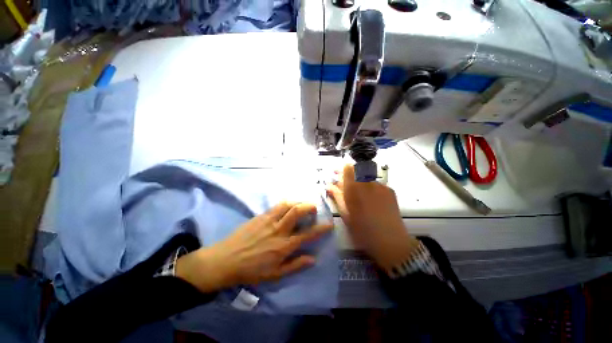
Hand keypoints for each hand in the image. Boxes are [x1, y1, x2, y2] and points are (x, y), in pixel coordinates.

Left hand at [176, 202, 332, 292]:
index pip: (308, 234)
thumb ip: (295, 265)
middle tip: (314, 208)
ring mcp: (269, 220)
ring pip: (287, 205)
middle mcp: (279, 230)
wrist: (226, 260)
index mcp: (284, 246)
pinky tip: (287, 206)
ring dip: (297, 202)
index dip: (321, 228)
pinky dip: (286, 203)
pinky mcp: (260, 216)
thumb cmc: (252, 270)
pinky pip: (276, 206)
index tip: (329, 224)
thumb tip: (313, 258)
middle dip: (309, 206)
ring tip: (301, 205)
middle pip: (297, 212)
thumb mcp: (275, 274)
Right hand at [327, 164, 418, 270]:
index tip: (338, 175)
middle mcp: (368, 182)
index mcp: (354, 188)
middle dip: (350, 175)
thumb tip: (329, 185)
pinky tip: (372, 200)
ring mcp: (381, 185)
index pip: (348, 168)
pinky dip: (371, 187)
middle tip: (347, 185)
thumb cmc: (362, 230)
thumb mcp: (345, 214)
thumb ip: (337, 196)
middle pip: (357, 170)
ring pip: (367, 177)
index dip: (342, 170)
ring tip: (360, 195)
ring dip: (360, 181)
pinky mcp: (390, 190)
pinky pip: (376, 184)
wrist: (390, 241)